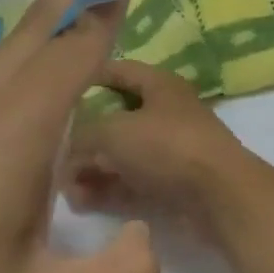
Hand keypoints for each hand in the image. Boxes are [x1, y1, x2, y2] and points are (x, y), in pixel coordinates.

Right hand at [62, 61, 257, 228]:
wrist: (220, 196)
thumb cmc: (167, 147)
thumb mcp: (113, 132)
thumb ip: (82, 136)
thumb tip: (67, 152)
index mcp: (160, 85)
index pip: (119, 70)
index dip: (88, 75)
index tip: (56, 87)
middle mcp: (167, 113)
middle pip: (117, 117)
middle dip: (84, 135)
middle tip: (53, 150)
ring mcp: (172, 150)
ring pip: (123, 154)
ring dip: (93, 168)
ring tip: (64, 186)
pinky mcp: (174, 183)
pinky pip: (133, 181)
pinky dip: (109, 189)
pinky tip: (82, 202)